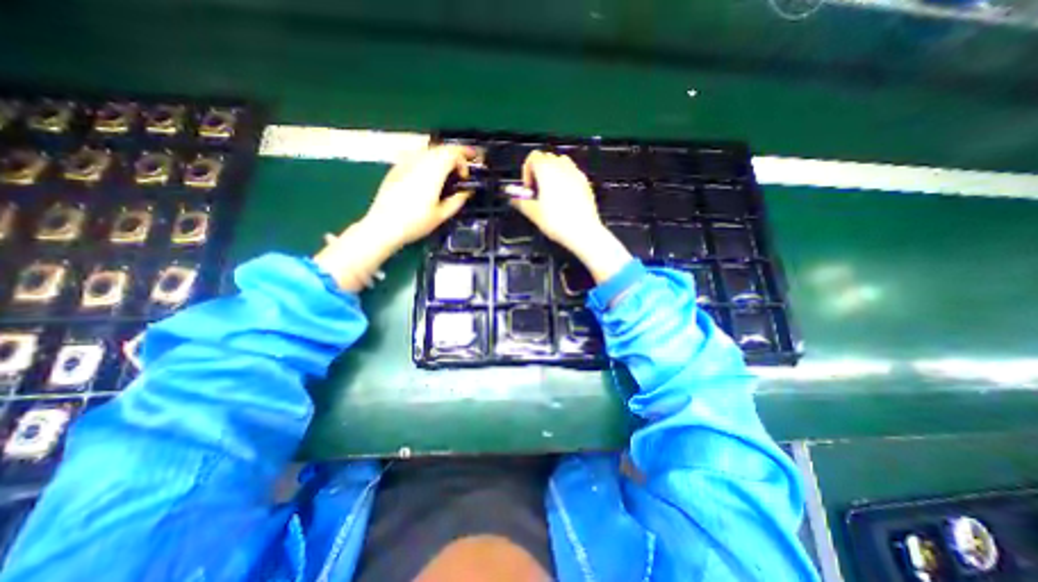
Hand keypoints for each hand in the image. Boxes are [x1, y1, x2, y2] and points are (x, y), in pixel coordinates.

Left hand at [314, 146, 475, 289]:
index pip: (452, 153)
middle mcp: (419, 161)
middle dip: (455, 155)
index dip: (464, 161)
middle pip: (441, 148)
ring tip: (447, 171)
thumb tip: (467, 192)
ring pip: (428, 150)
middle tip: (462, 169)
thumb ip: (457, 201)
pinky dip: (428, 160)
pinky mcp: (396, 168)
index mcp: (433, 172)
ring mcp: (405, 163)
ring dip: (441, 157)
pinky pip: (416, 156)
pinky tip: (428, 174)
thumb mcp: (442, 215)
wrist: (383, 226)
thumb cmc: (415, 223)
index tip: (466, 177)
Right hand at [511, 152, 633, 284]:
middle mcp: (562, 166)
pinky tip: (564, 198)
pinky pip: (572, 173)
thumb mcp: (534, 213)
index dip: (526, 171)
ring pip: (561, 163)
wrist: (583, 231)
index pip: (533, 157)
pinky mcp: (585, 182)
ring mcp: (576, 173)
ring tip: (550, 192)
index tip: (528, 189)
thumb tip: (514, 198)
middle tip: (537, 191)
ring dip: (552, 172)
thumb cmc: (557, 221)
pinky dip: (565, 179)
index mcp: (546, 170)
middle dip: (539, 171)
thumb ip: (521, 202)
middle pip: (547, 157)